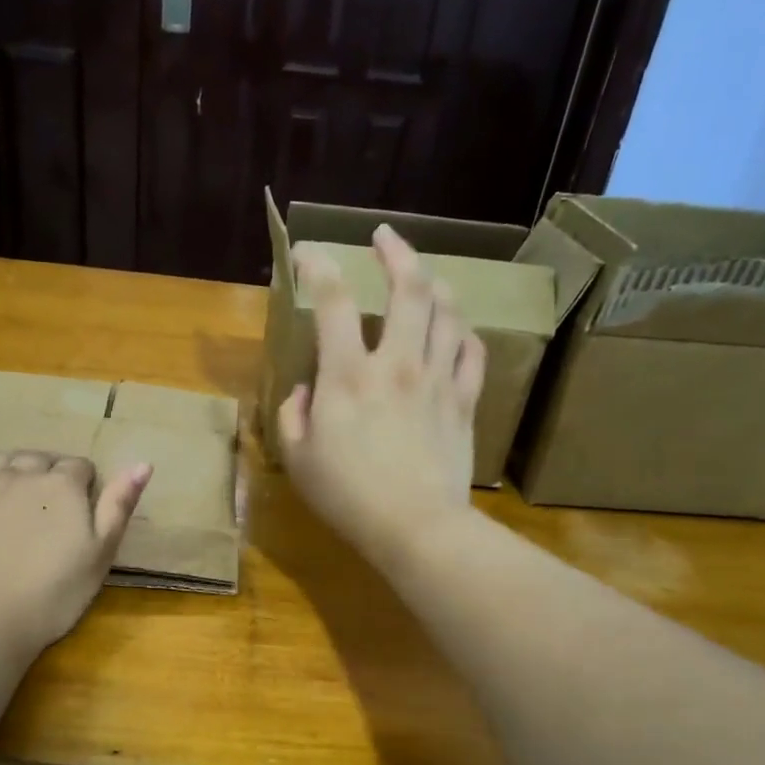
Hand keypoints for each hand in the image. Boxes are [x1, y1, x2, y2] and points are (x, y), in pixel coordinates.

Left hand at [0, 451, 151, 661]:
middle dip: (49, 474)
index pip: (81, 467)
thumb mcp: (101, 554)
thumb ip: (120, 504)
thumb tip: (143, 463)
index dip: (86, 486)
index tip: (83, 511)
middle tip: (51, 510)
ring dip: (12, 468)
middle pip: (40, 458)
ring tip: (16, 492)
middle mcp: (19, 473)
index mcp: (61, 485)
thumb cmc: (53, 594)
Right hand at [277, 226, 484, 569]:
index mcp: (348, 375)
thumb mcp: (298, 459)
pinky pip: (471, 352)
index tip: (309, 253)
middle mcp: (396, 363)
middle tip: (385, 237)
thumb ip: (293, 415)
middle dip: (396, 252)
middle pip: (408, 288)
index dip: (319, 267)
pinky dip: (462, 332)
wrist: (416, 527)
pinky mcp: (464, 401)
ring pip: (446, 312)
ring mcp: (437, 379)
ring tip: (422, 277)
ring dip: (434, 284)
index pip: (333, 302)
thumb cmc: (348, 496)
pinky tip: (454, 329)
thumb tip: (305, 390)